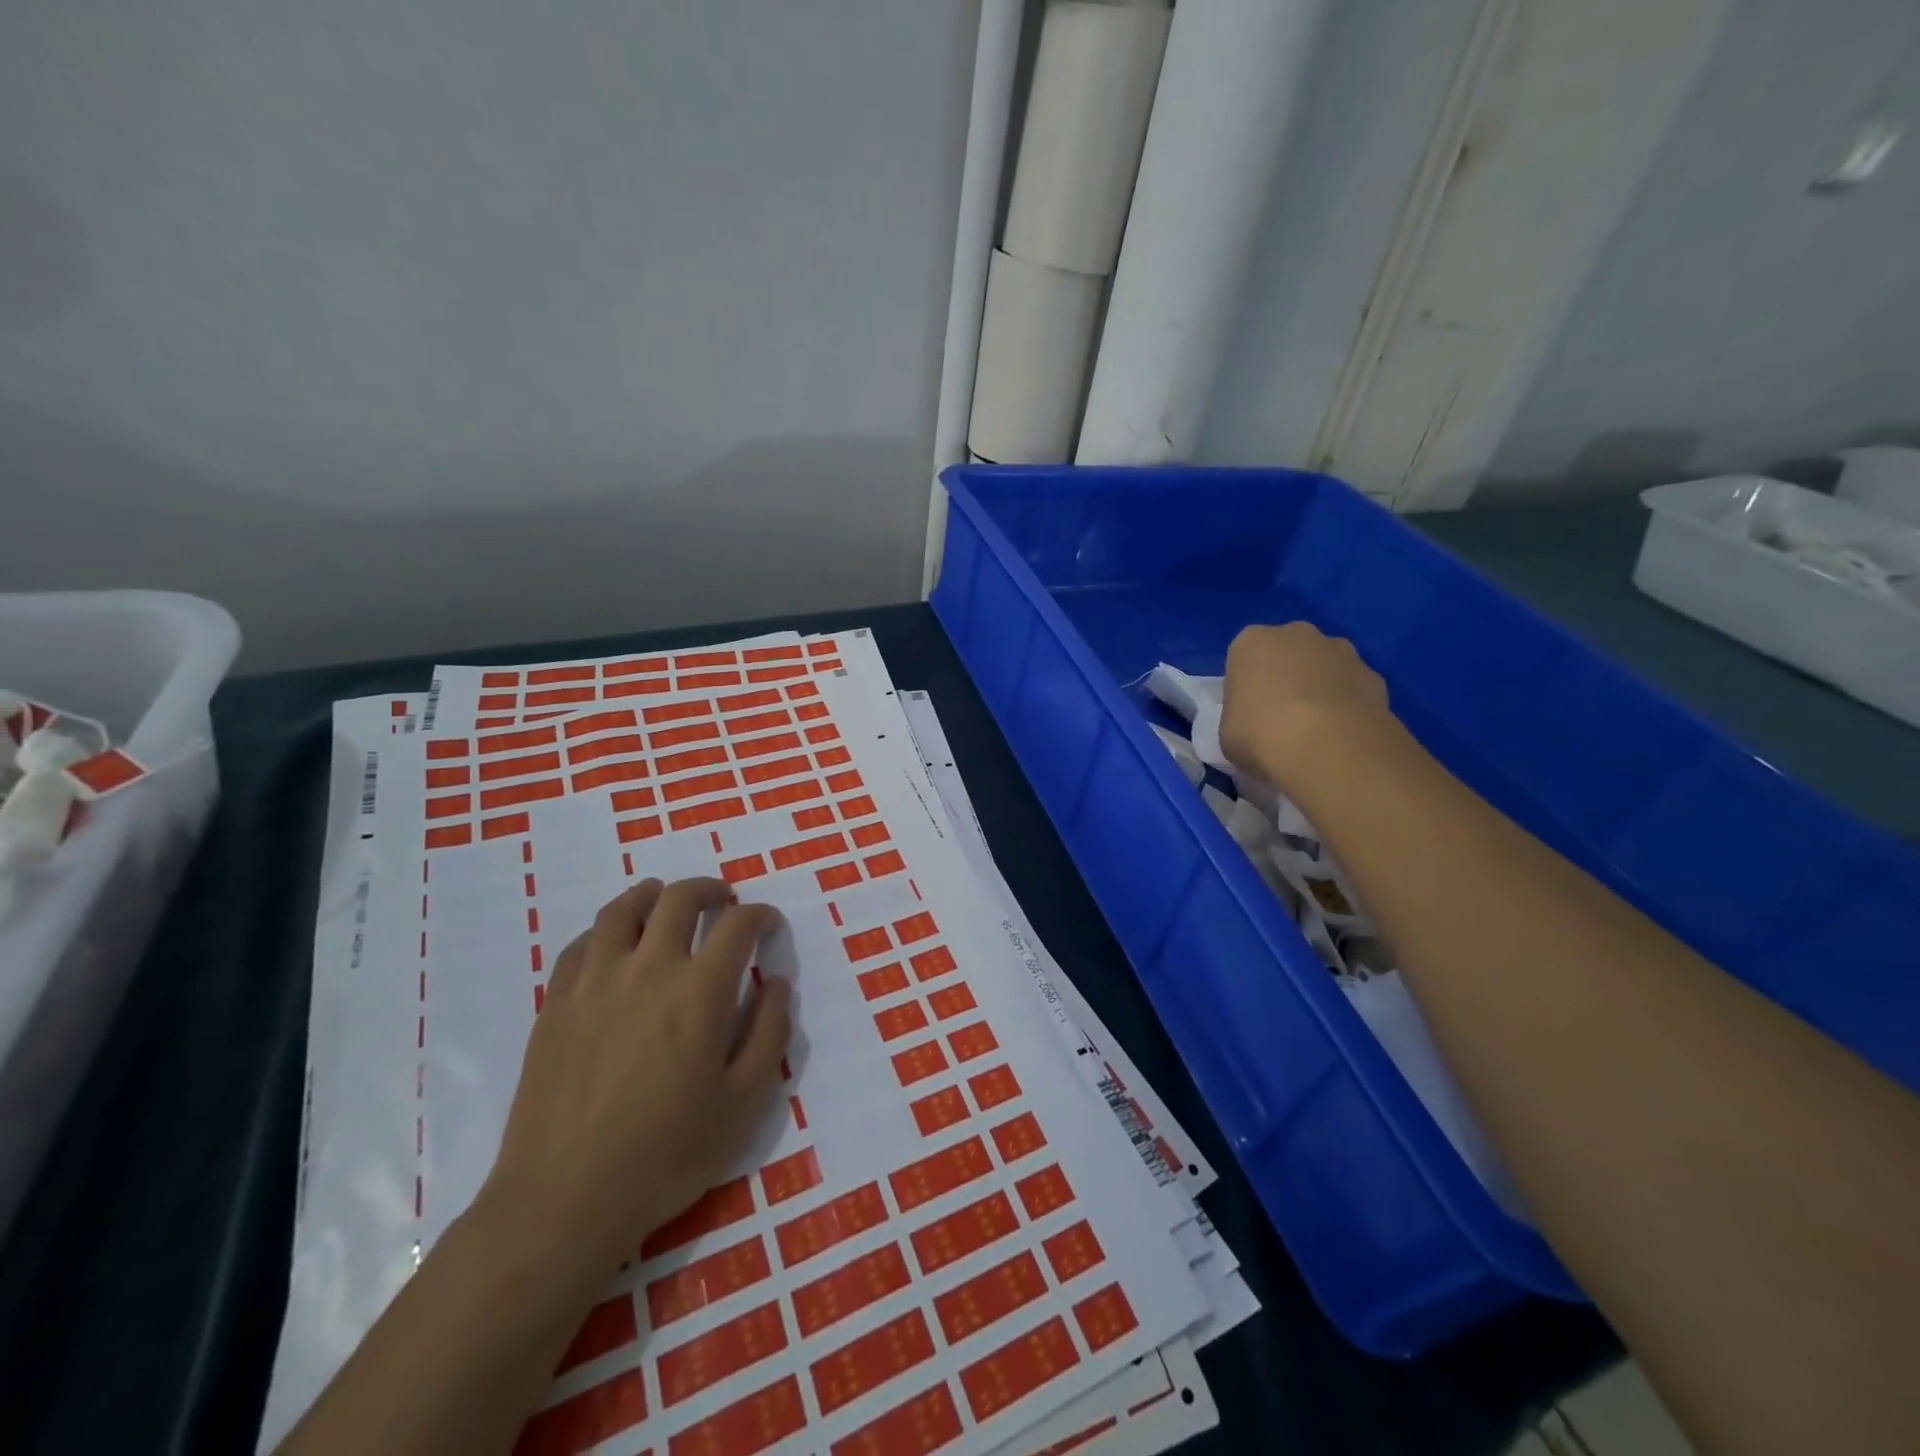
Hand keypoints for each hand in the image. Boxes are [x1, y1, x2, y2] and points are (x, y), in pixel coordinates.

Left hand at [477, 877, 791, 1290]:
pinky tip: (614, 944)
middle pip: (679, 899)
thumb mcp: (743, 1103)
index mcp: (700, 991)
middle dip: (709, 890)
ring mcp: (595, 982)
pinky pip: (581, 944)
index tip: (768, 923)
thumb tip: (777, 982)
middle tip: (723, 901)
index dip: (759, 914)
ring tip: (665, 901)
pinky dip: (606, 930)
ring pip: (622, 909)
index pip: (737, 925)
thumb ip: (769, 1033)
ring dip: (652, 895)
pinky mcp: (556, 1004)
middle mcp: (648, 969)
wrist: (564, 1200)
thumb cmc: (666, 1155)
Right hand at [1221, 623, 1389, 783]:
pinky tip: (1343, 736)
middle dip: (1286, 678)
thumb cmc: (1260, 735)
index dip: (1245, 687)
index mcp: (1252, 642)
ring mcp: (1341, 651)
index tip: (1248, 714)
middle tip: (1281, 719)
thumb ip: (1239, 717)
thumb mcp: (1228, 732)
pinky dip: (1348, 705)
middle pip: (1287, 654)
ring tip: (1317, 731)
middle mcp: (1297, 634)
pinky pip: (1352, 688)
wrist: (1328, 748)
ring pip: (1324, 667)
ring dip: (1320, 688)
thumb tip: (1254, 724)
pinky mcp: (1374, 674)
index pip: (1244, 658)